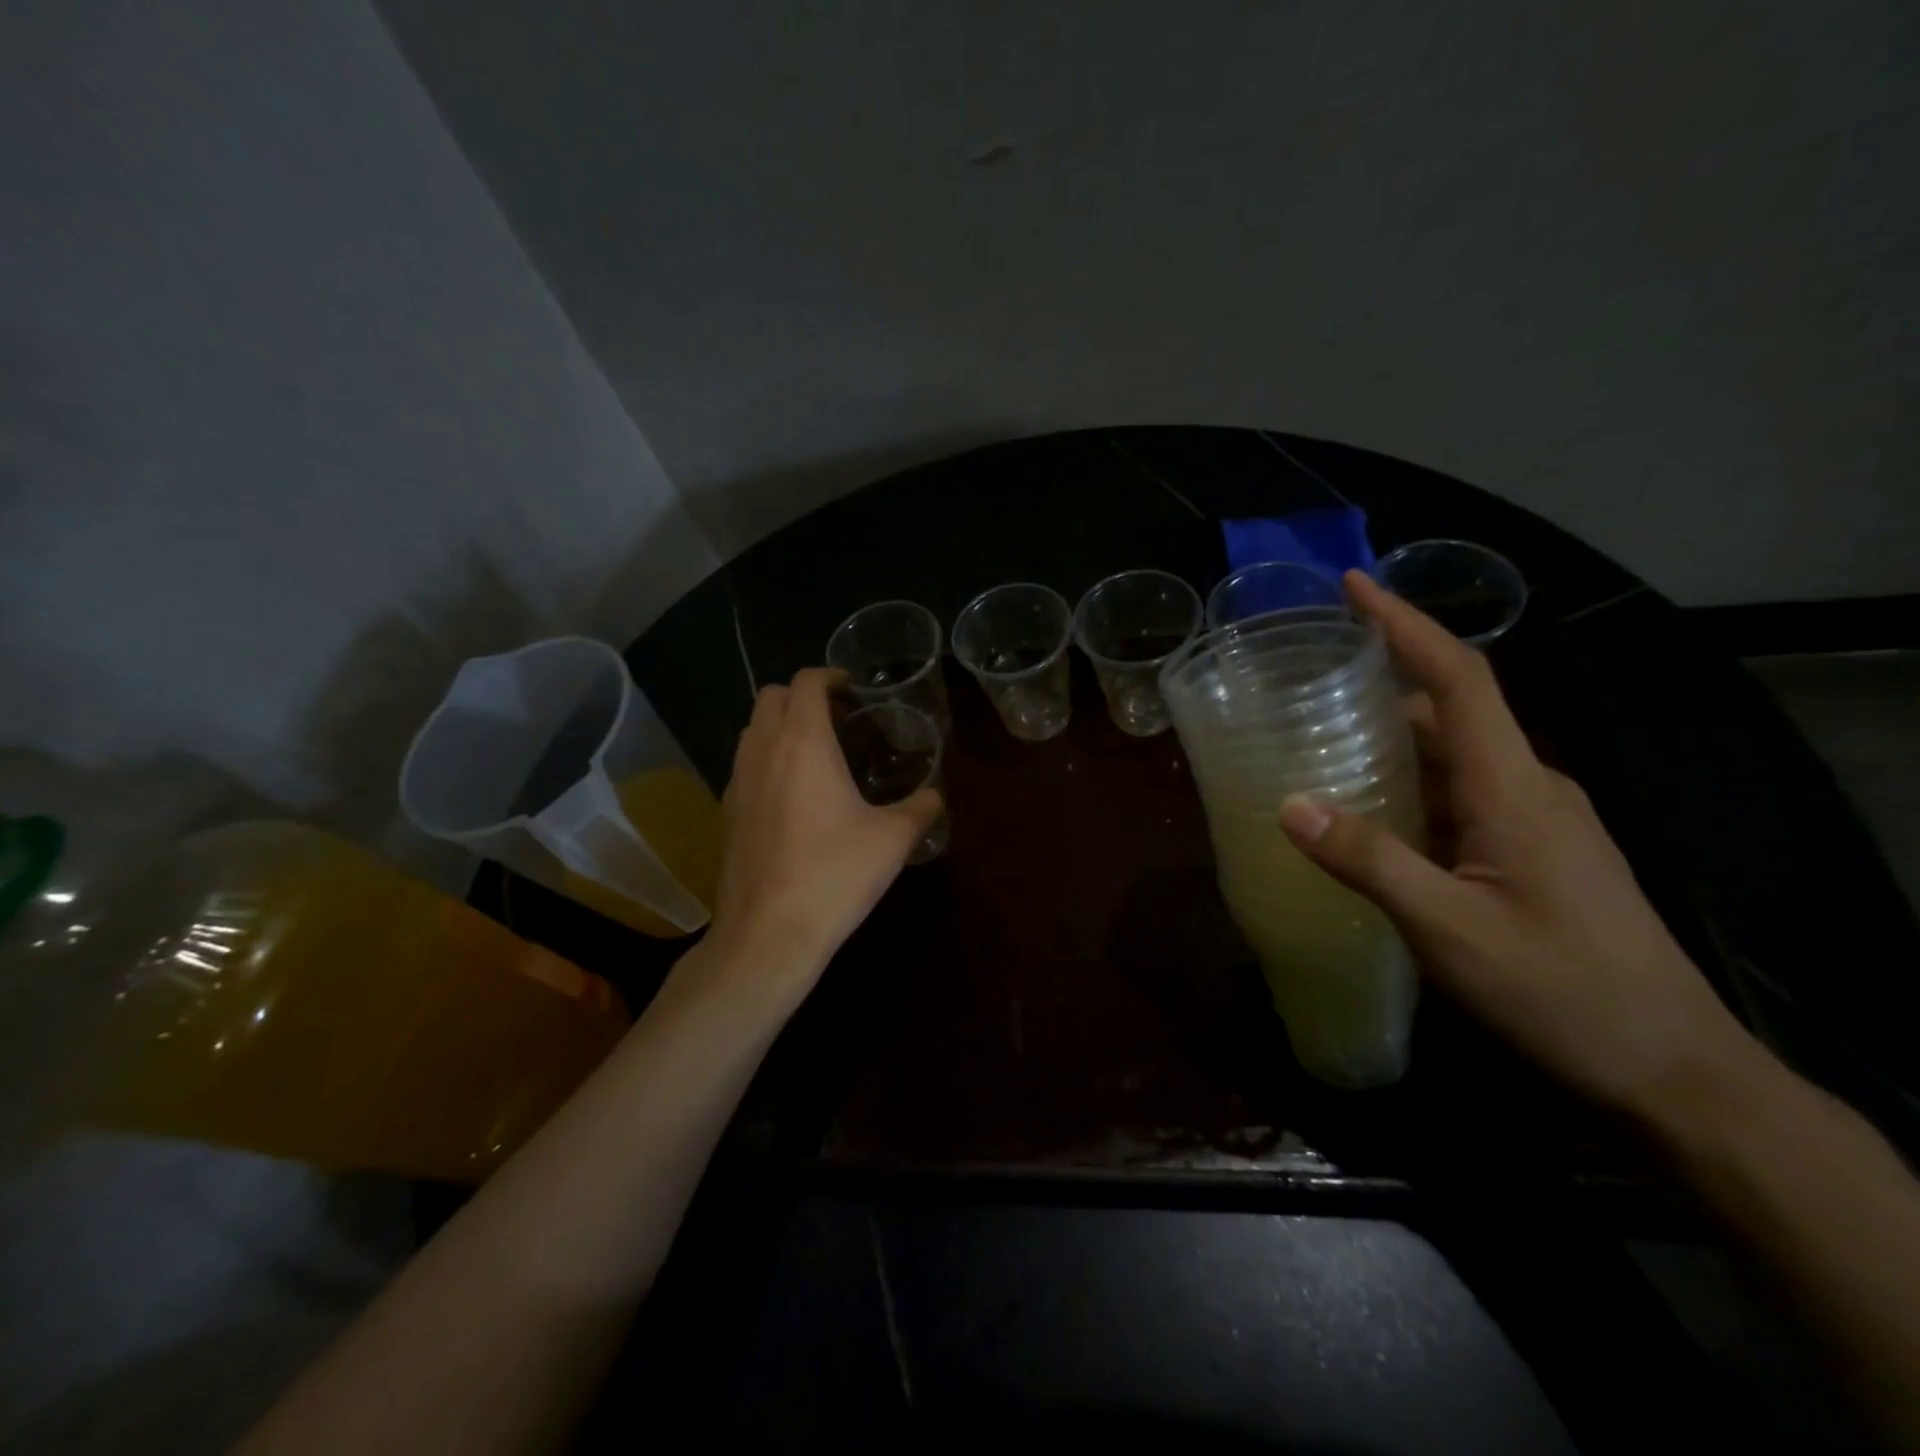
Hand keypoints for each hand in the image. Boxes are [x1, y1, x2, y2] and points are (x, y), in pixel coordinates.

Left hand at [703, 668, 941, 1009]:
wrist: (769, 933)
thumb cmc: (835, 874)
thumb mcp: (892, 840)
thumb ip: (920, 809)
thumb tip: (936, 797)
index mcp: (804, 743)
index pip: (806, 682)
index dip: (829, 676)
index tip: (851, 690)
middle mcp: (763, 751)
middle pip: (770, 697)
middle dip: (801, 696)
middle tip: (837, 719)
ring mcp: (737, 782)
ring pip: (751, 730)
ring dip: (780, 726)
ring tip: (816, 753)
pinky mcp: (726, 813)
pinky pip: (744, 765)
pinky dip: (766, 760)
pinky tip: (792, 795)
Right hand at [1277, 571, 1755, 1120]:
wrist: (1673, 1071)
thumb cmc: (1561, 991)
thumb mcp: (1448, 928)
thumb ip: (1368, 860)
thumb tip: (1290, 803)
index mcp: (1512, 785)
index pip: (1459, 678)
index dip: (1406, 624)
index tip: (1355, 586)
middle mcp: (1528, 786)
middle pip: (1447, 713)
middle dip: (1377, 691)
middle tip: (1303, 691)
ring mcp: (1536, 820)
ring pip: (1452, 759)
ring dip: (1390, 746)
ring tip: (1319, 752)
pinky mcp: (1534, 852)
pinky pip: (1461, 796)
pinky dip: (1409, 790)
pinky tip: (1369, 821)